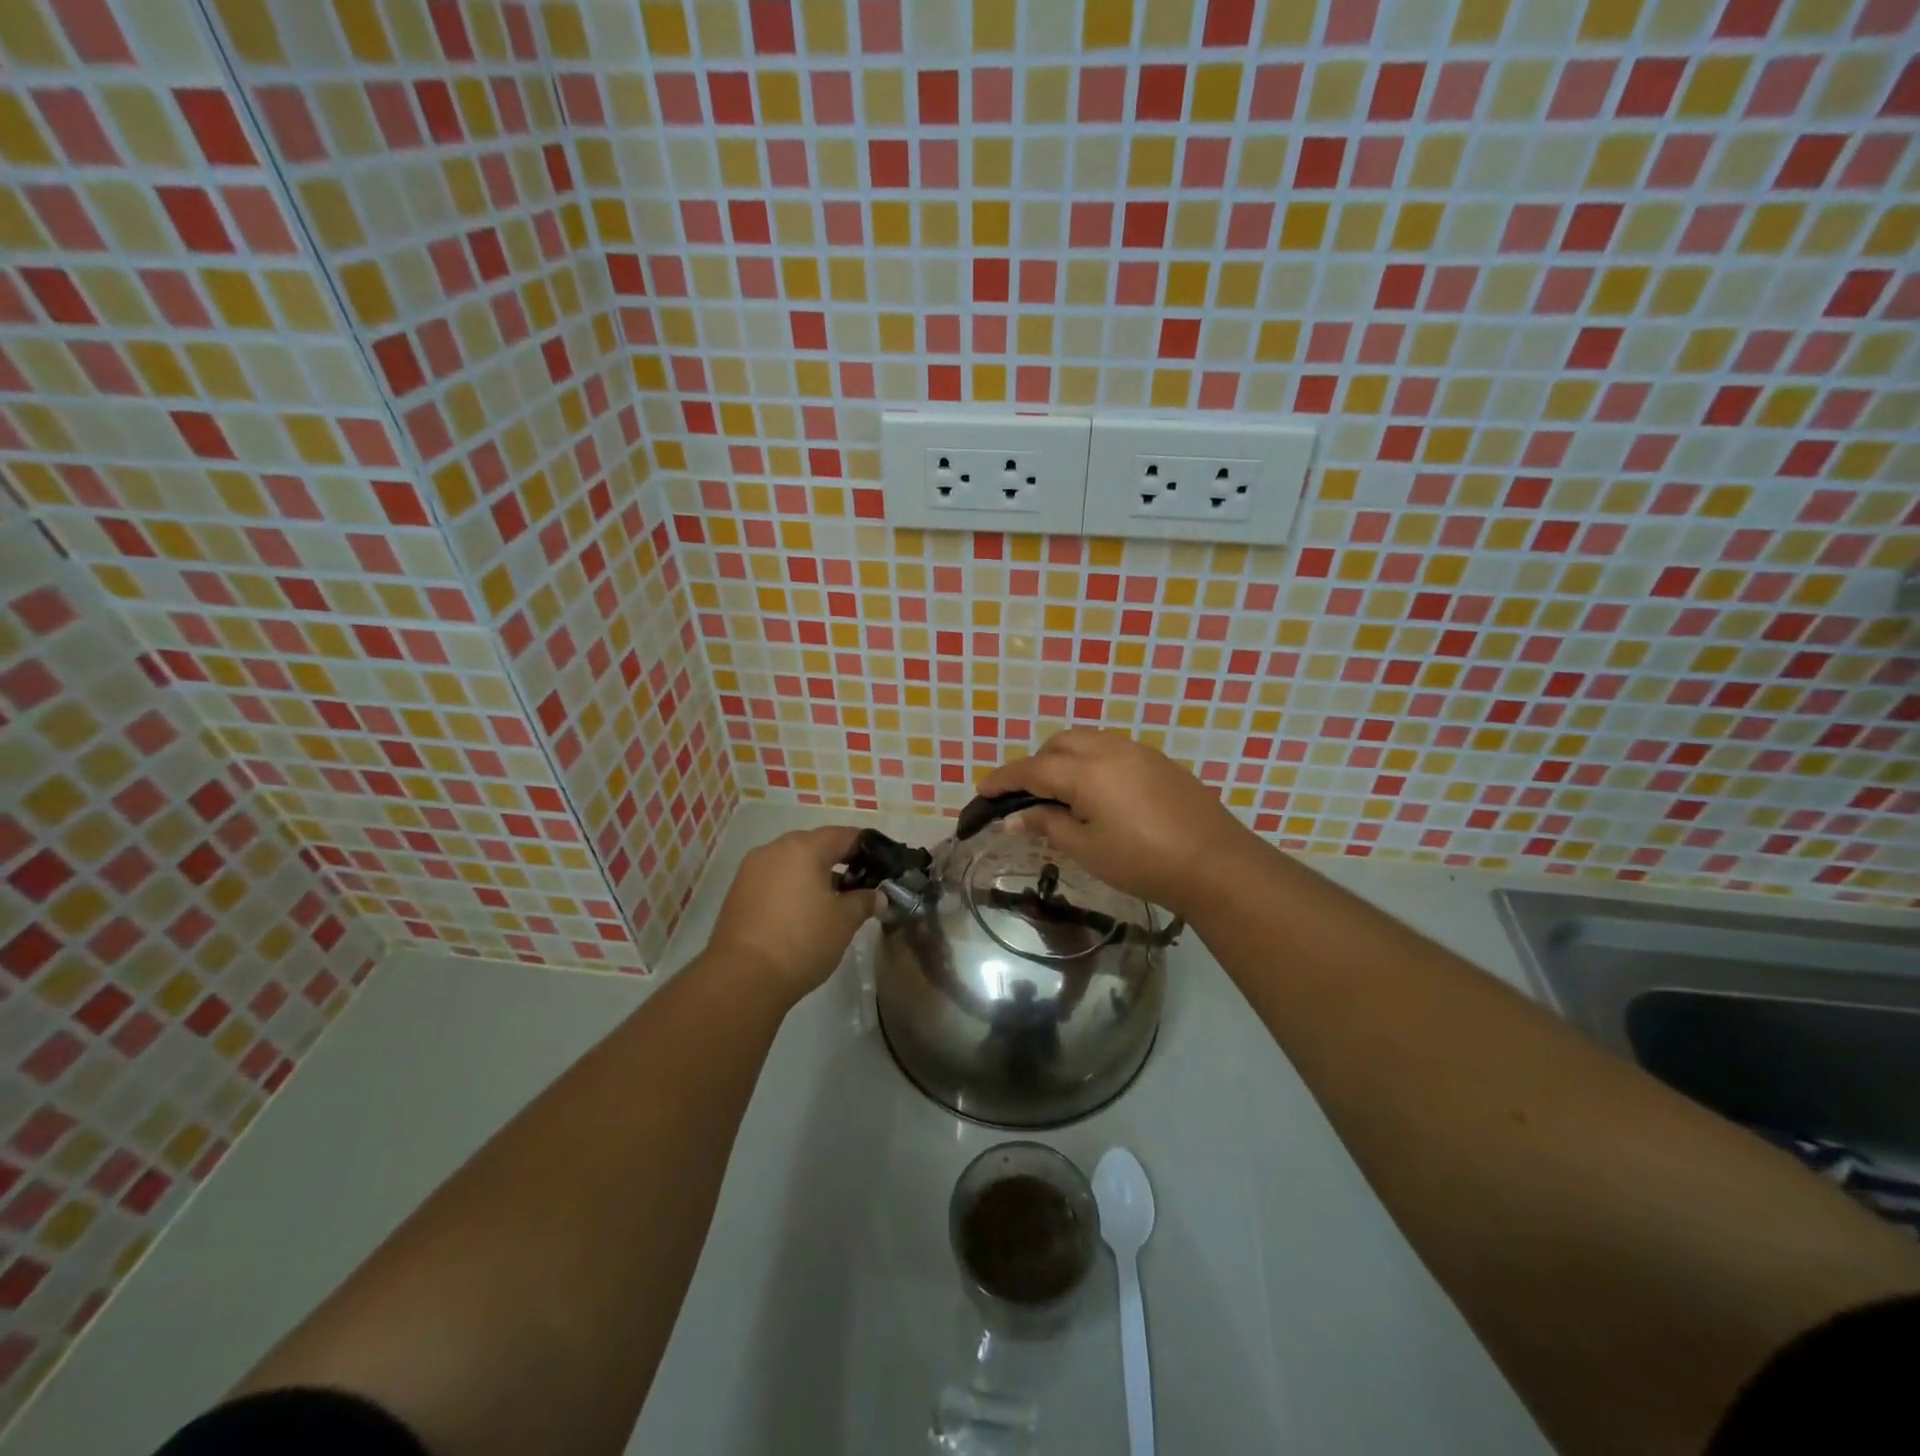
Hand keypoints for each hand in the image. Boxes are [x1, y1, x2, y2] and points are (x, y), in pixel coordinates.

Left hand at [706, 826, 874, 1000]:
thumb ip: (865, 901)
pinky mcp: (738, 893)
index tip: (883, 863)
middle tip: (861, 883)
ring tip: (833, 902)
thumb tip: (878, 896)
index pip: (844, 835)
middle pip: (815, 846)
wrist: (742, 979)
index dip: (867, 847)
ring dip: (814, 876)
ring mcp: (751, 871)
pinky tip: (804, 913)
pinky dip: (792, 888)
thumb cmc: (802, 941)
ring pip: (791, 863)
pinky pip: (774, 880)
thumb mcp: (844, 921)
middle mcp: (774, 850)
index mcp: (803, 847)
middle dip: (839, 861)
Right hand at [978, 730, 1257, 918]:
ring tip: (1061, 793)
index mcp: (1086, 771)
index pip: (1033, 769)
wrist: (1214, 863)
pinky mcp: (1159, 761)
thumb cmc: (1142, 861)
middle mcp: (1109, 749)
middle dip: (1036, 764)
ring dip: (1065, 758)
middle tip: (1026, 797)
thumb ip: (1047, 825)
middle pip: (1059, 744)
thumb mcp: (1086, 848)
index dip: (1004, 779)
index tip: (983, 791)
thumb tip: (1013, 819)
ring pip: (1087, 740)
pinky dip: (1092, 762)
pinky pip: (1112, 749)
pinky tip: (1098, 793)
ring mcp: (1138, 751)